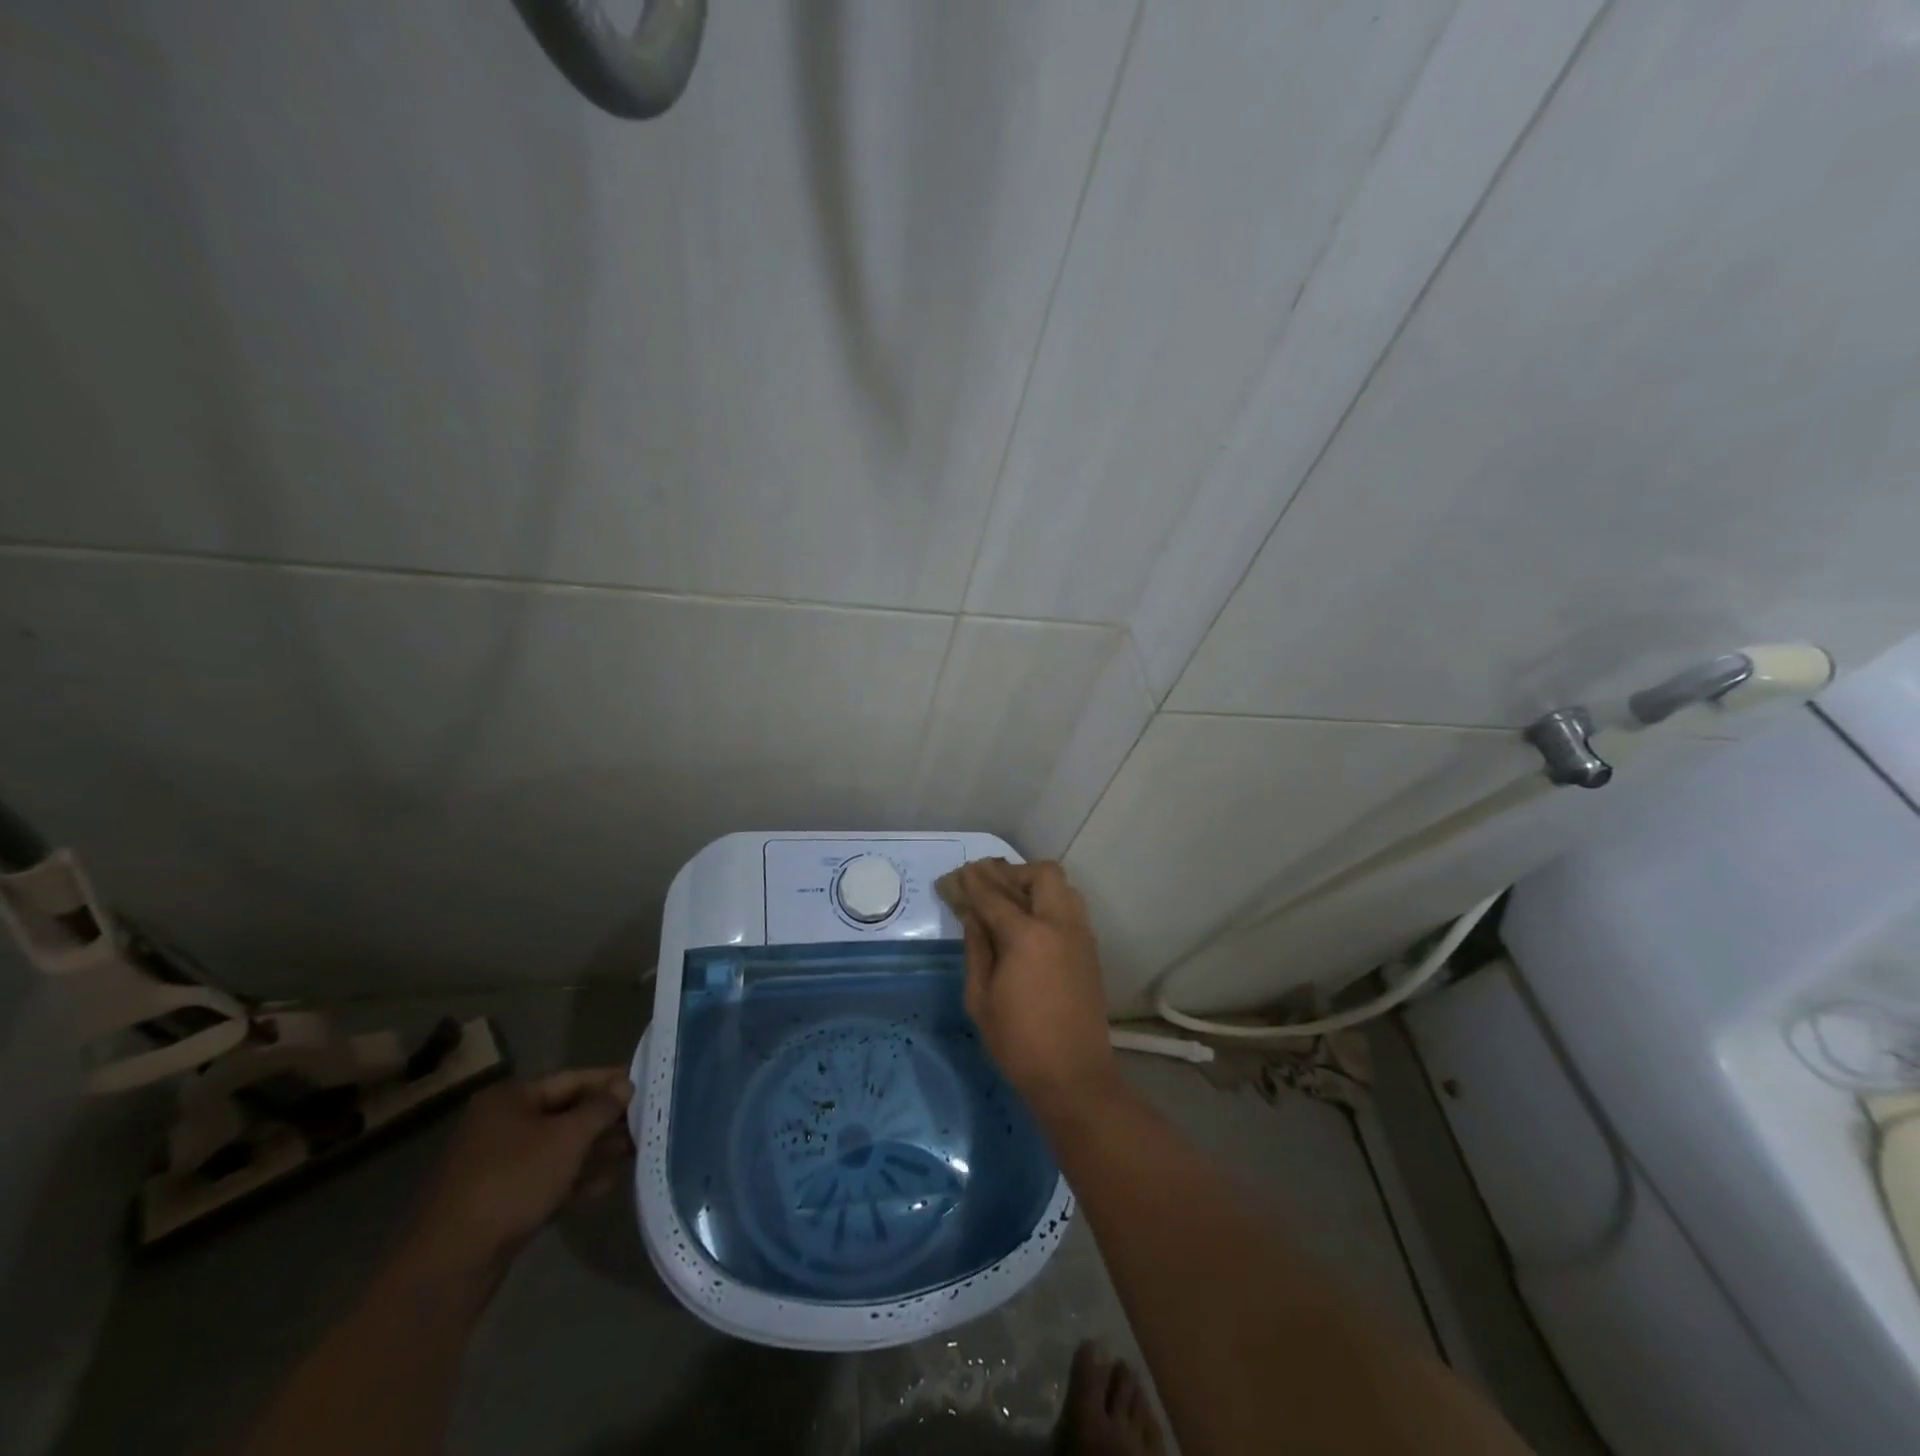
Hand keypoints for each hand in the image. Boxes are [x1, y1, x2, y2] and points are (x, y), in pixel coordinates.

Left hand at [404, 1069, 633, 1281]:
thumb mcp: (567, 1138)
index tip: (643, 1085)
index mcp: (509, 1099)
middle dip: (604, 1120)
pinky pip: (544, 1180)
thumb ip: (600, 1108)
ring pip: (556, 1150)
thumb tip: (625, 1085)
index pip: (571, 1079)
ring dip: (594, 1151)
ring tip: (633, 1152)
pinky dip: (573, 1180)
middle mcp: (499, 1126)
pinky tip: (606, 1186)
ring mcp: (495, 1166)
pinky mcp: (497, 1202)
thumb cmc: (513, 1181)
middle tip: (643, 1123)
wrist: (451, 1263)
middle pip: (564, 1115)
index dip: (609, 1081)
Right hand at [939, 859, 1120, 1122]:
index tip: (957, 874)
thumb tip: (973, 916)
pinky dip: (1050, 901)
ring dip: (1035, 884)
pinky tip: (1031, 922)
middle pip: (1041, 874)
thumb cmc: (1018, 1042)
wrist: (1074, 1077)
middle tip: (988, 884)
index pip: (994, 895)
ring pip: (1063, 886)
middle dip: (1012, 872)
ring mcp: (1080, 935)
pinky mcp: (1090, 950)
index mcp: (1027, 935)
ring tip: (1011, 900)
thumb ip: (976, 948)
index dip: (972, 882)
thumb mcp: (980, 998)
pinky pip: (1071, 907)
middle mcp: (1059, 924)